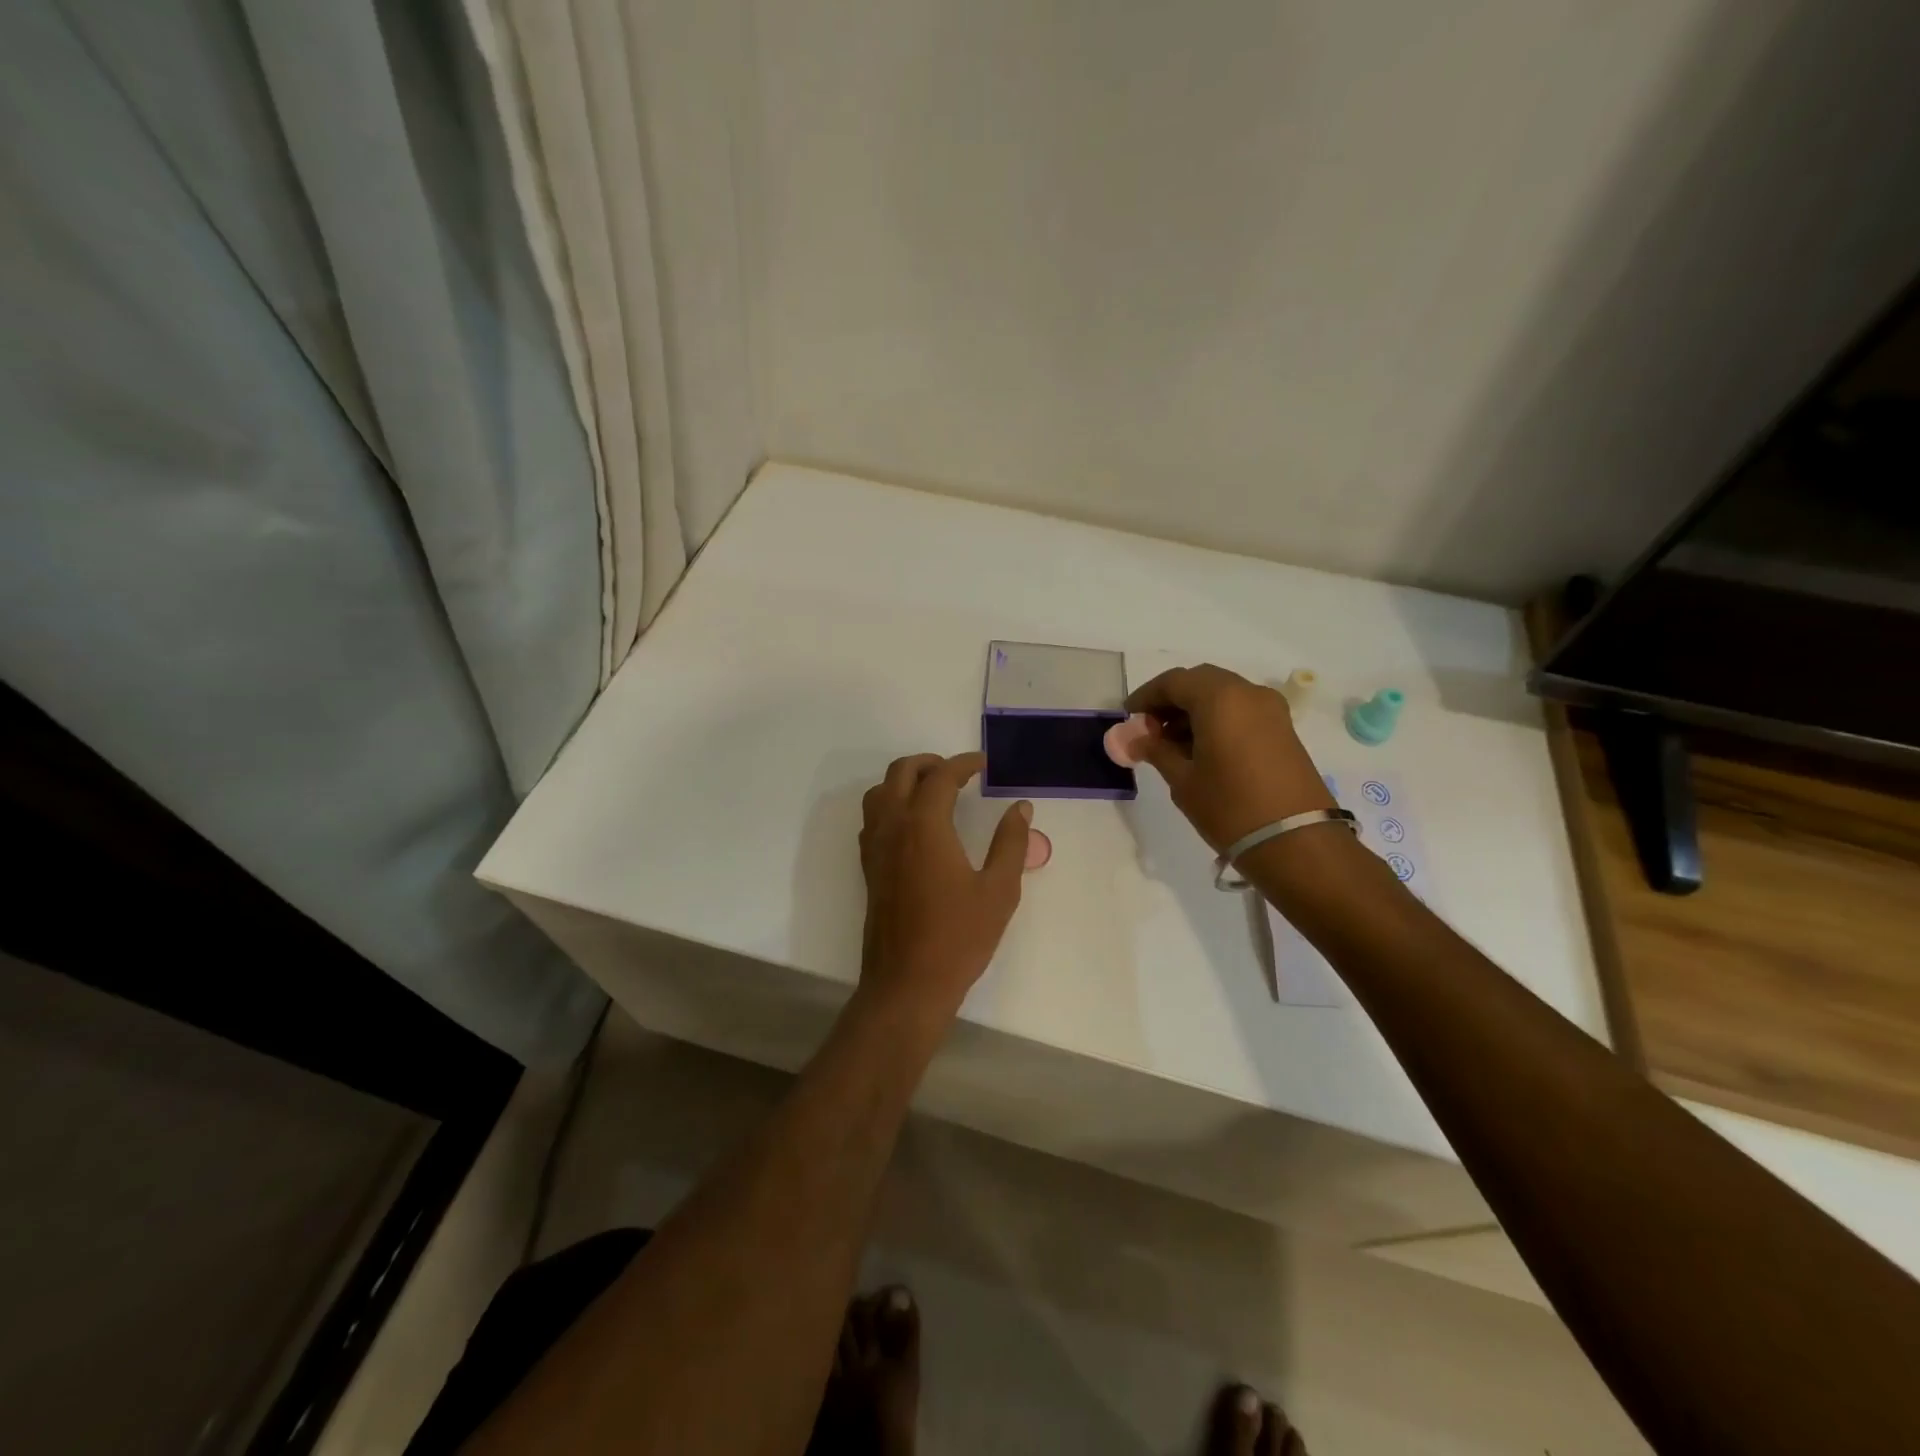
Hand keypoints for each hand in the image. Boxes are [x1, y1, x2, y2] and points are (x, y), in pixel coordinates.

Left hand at [857, 752, 1031, 1028]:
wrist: (907, 983)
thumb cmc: (958, 937)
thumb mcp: (998, 890)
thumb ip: (1010, 843)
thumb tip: (1021, 808)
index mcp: (924, 826)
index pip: (940, 777)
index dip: (963, 764)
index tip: (984, 764)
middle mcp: (893, 827)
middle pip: (900, 773)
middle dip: (929, 763)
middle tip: (958, 772)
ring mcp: (875, 848)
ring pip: (880, 793)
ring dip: (904, 780)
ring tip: (934, 791)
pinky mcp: (869, 868)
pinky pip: (873, 819)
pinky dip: (891, 804)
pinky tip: (914, 825)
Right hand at [1126, 664, 1333, 852]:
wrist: (1296, 842)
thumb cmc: (1229, 807)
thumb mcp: (1183, 780)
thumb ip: (1156, 750)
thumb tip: (1133, 738)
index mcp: (1220, 698)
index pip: (1173, 681)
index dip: (1146, 696)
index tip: (1128, 718)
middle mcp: (1248, 693)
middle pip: (1200, 682)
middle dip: (1171, 701)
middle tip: (1149, 730)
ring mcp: (1271, 710)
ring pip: (1223, 695)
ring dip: (1194, 711)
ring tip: (1172, 745)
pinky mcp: (1283, 729)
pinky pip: (1241, 710)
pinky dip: (1217, 720)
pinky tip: (1201, 750)